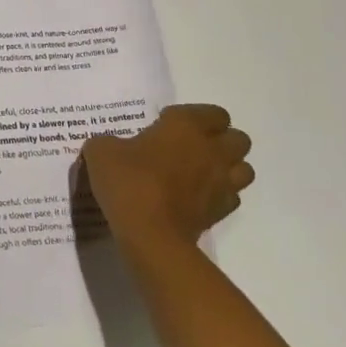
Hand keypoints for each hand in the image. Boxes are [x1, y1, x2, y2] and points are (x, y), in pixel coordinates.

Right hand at [79, 104, 254, 271]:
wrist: (150, 233)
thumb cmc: (128, 181)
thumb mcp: (100, 151)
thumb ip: (108, 142)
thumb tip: (111, 146)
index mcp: (186, 126)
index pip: (213, 113)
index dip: (194, 116)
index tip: (166, 125)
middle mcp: (212, 150)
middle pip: (238, 138)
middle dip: (220, 140)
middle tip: (189, 147)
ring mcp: (222, 182)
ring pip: (244, 168)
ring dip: (228, 167)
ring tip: (200, 172)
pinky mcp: (222, 212)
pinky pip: (232, 196)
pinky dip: (220, 195)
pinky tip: (197, 198)